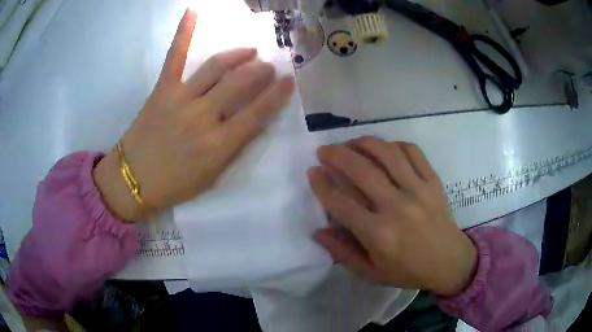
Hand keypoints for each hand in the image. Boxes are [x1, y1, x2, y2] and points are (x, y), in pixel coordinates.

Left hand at [94, 9, 294, 220]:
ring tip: (250, 51)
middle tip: (269, 66)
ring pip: (217, 67)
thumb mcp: (212, 176)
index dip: (277, 94)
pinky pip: (175, 56)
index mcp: (219, 144)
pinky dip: (184, 33)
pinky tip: (192, 12)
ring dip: (239, 55)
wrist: (133, 180)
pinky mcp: (162, 89)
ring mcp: (181, 99)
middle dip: (260, 71)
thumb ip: (233, 147)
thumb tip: (250, 120)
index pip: (257, 112)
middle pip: (240, 83)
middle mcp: (204, 117)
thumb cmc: (175, 184)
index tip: (289, 81)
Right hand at [308, 136, 476, 295]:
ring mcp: (418, 190)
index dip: (322, 185)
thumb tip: (318, 231)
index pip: (342, 203)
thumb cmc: (408, 271)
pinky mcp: (433, 182)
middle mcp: (397, 207)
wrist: (449, 262)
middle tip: (324, 150)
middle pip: (361, 171)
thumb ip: (343, 252)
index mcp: (379, 234)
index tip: (312, 172)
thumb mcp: (371, 273)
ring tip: (350, 143)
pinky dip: (395, 145)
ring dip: (364, 143)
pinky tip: (384, 148)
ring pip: (387, 154)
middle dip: (337, 156)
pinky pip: (413, 152)